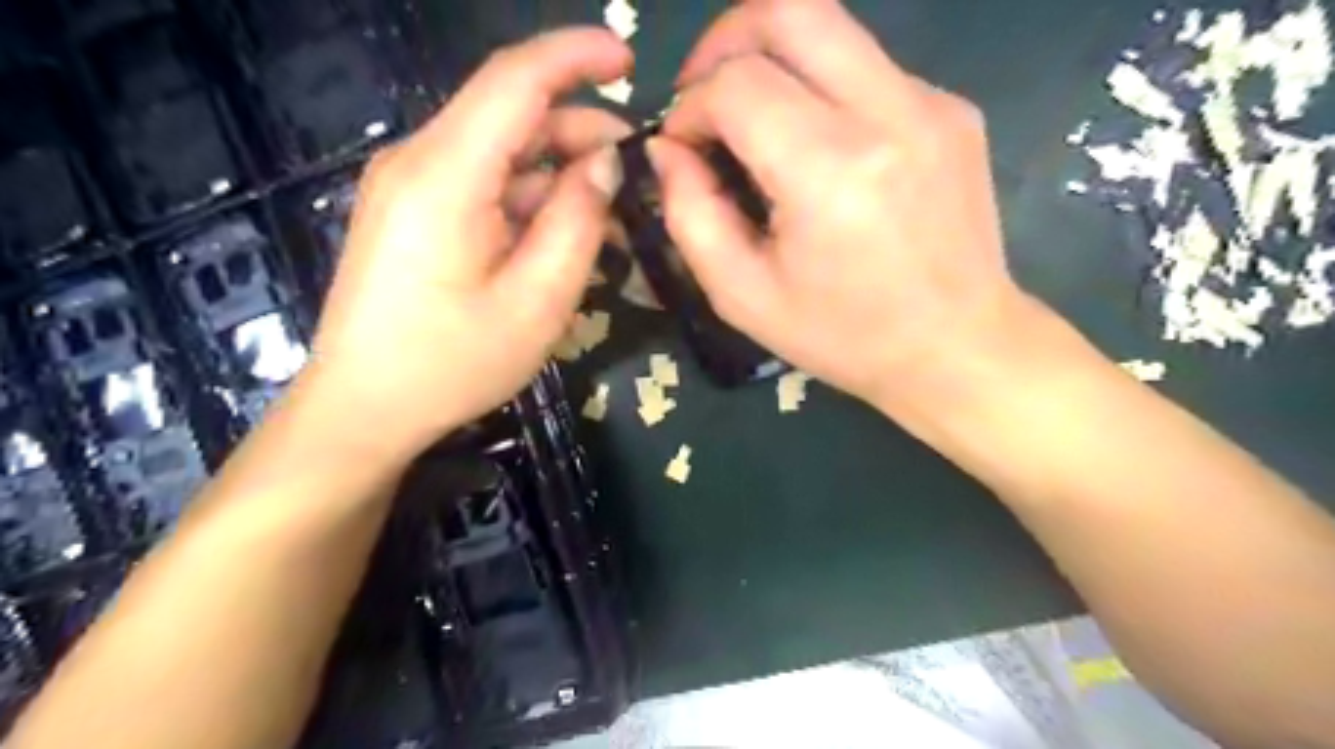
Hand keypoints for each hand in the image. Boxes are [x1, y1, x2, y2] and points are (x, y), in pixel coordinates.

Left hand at [302, 28, 632, 459]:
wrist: (363, 409)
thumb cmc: (451, 364)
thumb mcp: (537, 301)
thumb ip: (578, 222)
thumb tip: (604, 163)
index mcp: (445, 175)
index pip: (514, 79)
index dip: (575, 56)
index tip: (629, 61)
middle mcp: (418, 162)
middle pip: (510, 116)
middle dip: (579, 131)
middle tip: (635, 175)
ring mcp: (410, 187)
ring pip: (500, 152)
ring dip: (558, 172)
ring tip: (609, 216)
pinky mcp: (412, 213)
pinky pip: (482, 184)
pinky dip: (529, 197)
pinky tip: (562, 234)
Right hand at [652, 0, 1023, 416]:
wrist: (958, 347)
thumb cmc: (843, 336)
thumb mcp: (743, 295)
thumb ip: (690, 214)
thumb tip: (667, 148)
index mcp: (829, 171)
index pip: (736, 84)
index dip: (689, 105)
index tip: (680, 146)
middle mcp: (888, 113)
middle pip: (789, 9)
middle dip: (725, 40)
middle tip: (705, 93)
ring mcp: (930, 102)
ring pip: (830, 29)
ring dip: (773, 62)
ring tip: (753, 122)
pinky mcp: (952, 108)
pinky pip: (867, 68)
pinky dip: (822, 90)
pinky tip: (818, 151)